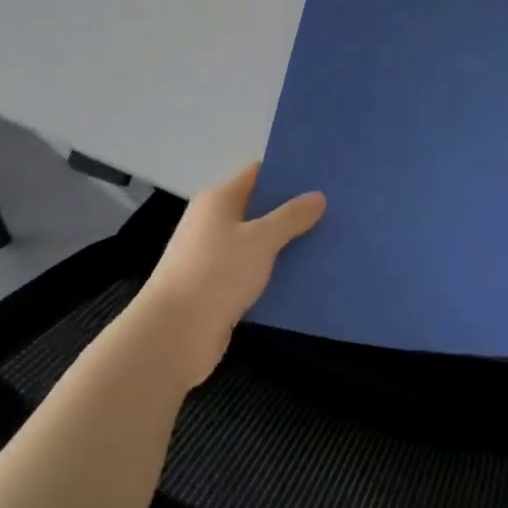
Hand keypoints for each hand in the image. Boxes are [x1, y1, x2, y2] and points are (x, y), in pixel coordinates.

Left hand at [136, 163, 325, 384]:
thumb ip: (291, 217)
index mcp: (219, 200)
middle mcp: (214, 222)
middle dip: (294, 211)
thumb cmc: (216, 273)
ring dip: (288, 244)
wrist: (174, 335)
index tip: (322, 176)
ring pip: (259, 242)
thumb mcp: (260, 240)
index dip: (288, 173)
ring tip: (329, 241)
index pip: (258, 174)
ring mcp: (214, 256)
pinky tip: (306, 276)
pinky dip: (276, 272)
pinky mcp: (219, 287)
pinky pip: (255, 271)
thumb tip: (317, 196)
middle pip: (260, 208)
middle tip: (334, 209)